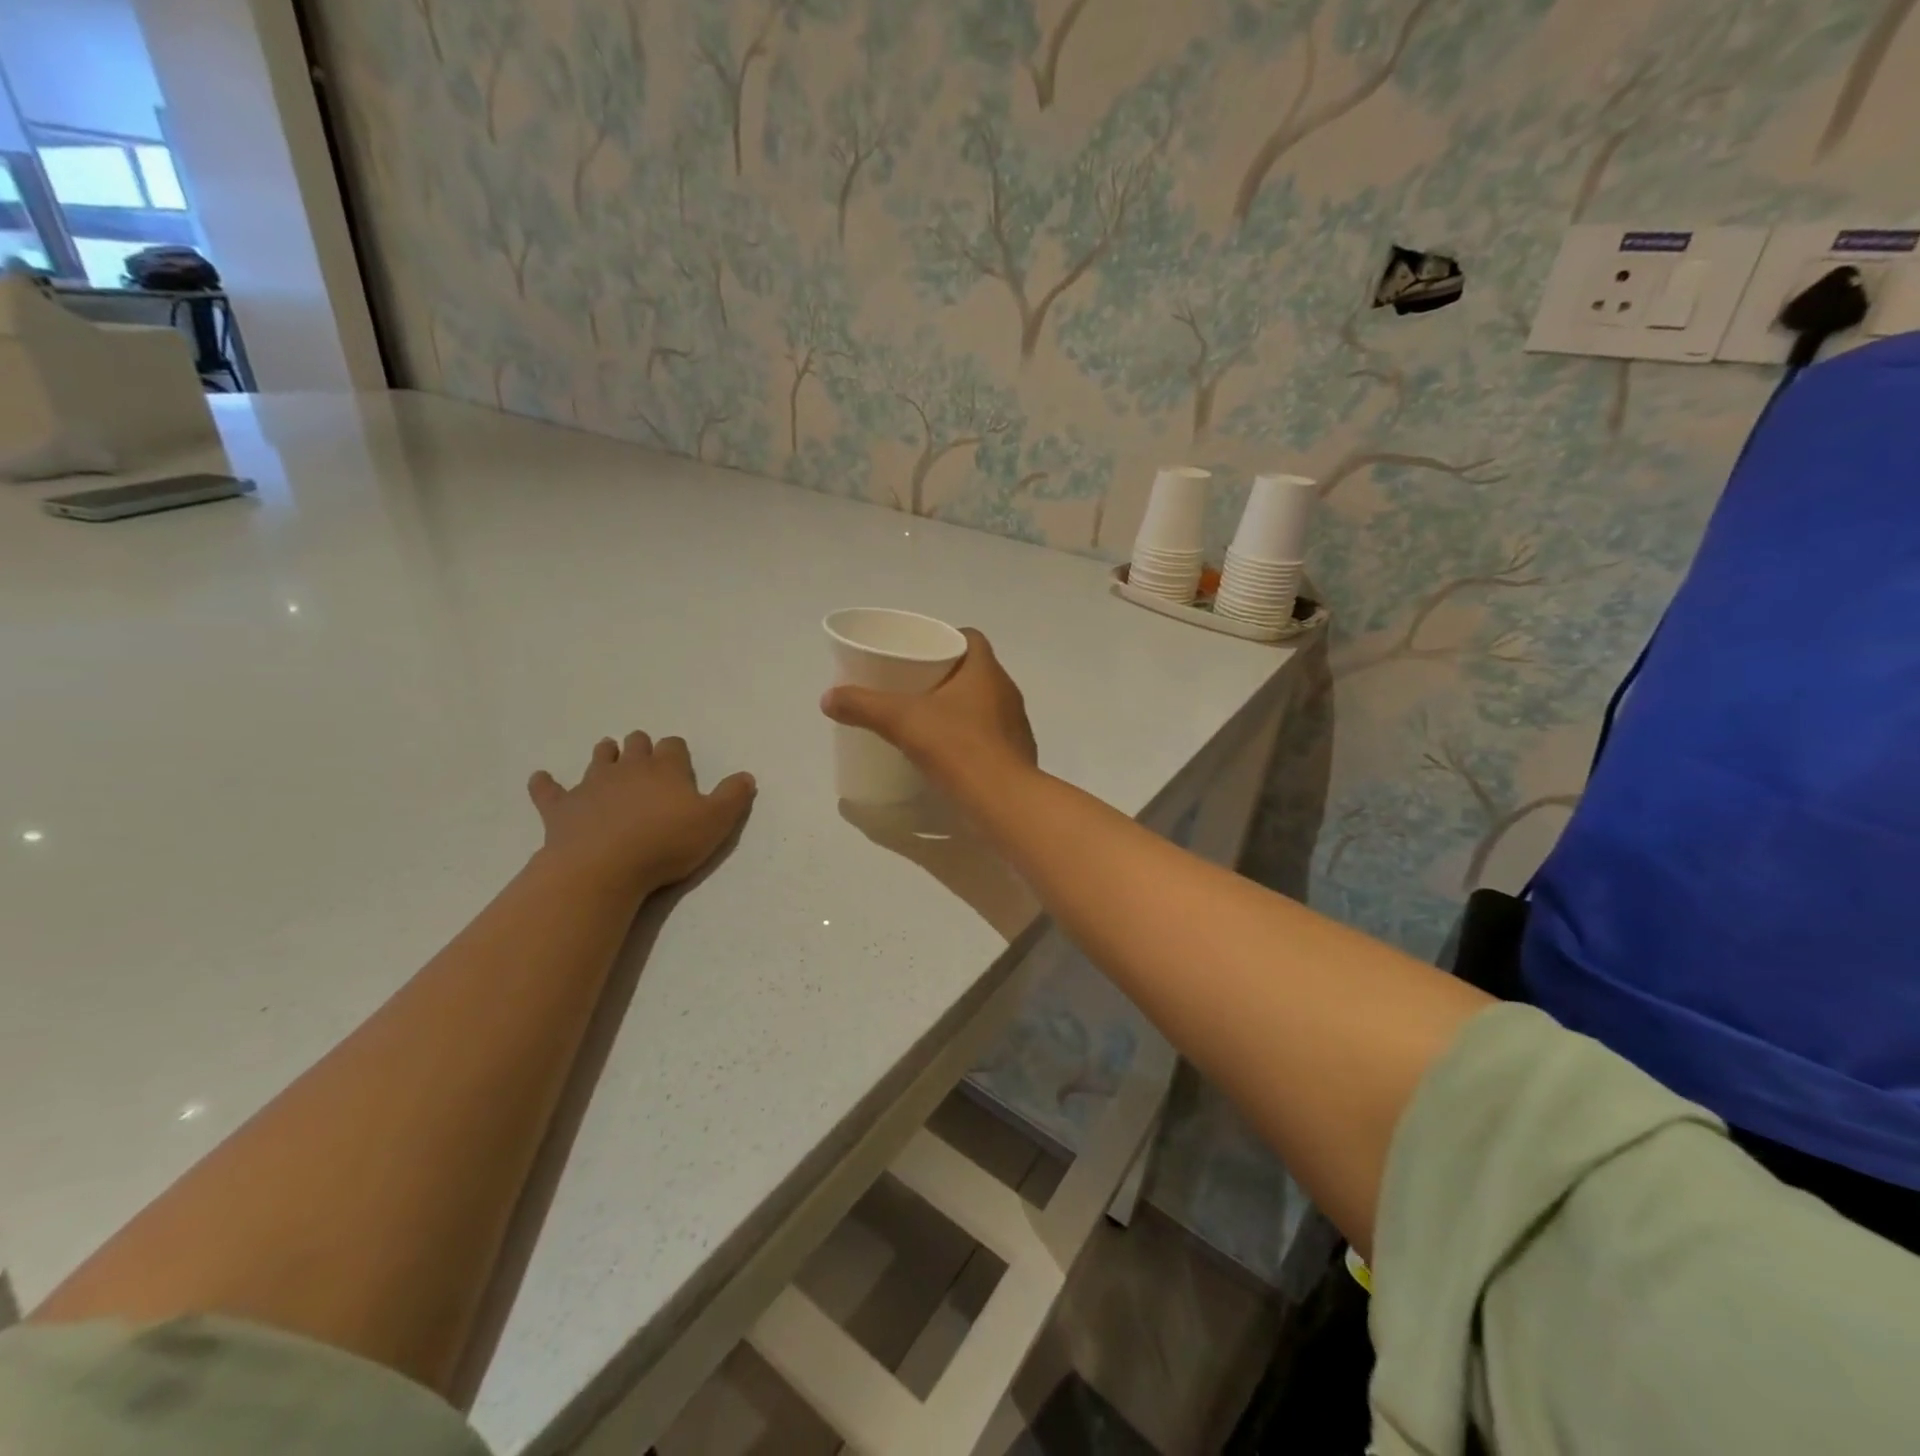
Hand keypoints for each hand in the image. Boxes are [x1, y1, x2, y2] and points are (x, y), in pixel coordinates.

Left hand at [528, 733, 755, 899]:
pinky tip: (541, 779)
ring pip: (599, 758)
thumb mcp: (715, 822)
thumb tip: (746, 776)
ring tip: (608, 755)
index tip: (679, 761)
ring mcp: (592, 784)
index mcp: (666, 768)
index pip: (673, 746)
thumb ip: (733, 797)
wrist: (603, 867)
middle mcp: (629, 768)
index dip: (677, 751)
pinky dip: (545, 784)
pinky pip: (549, 789)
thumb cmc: (665, 843)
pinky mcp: (561, 807)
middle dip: (640, 746)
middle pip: (635, 744)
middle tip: (644, 755)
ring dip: (605, 755)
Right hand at [821, 629, 1037, 789]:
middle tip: (912, 687)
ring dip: (959, 708)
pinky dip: (970, 738)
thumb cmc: (957, 747)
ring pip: (984, 705)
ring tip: (926, 720)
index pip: (971, 638)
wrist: (1003, 802)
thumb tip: (828, 698)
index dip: (946, 639)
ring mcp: (1015, 726)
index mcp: (986, 671)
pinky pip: (990, 736)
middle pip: (975, 672)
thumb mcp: (901, 721)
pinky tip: (947, 753)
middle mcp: (1006, 692)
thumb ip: (864, 706)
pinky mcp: (1016, 755)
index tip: (920, 652)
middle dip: (946, 676)